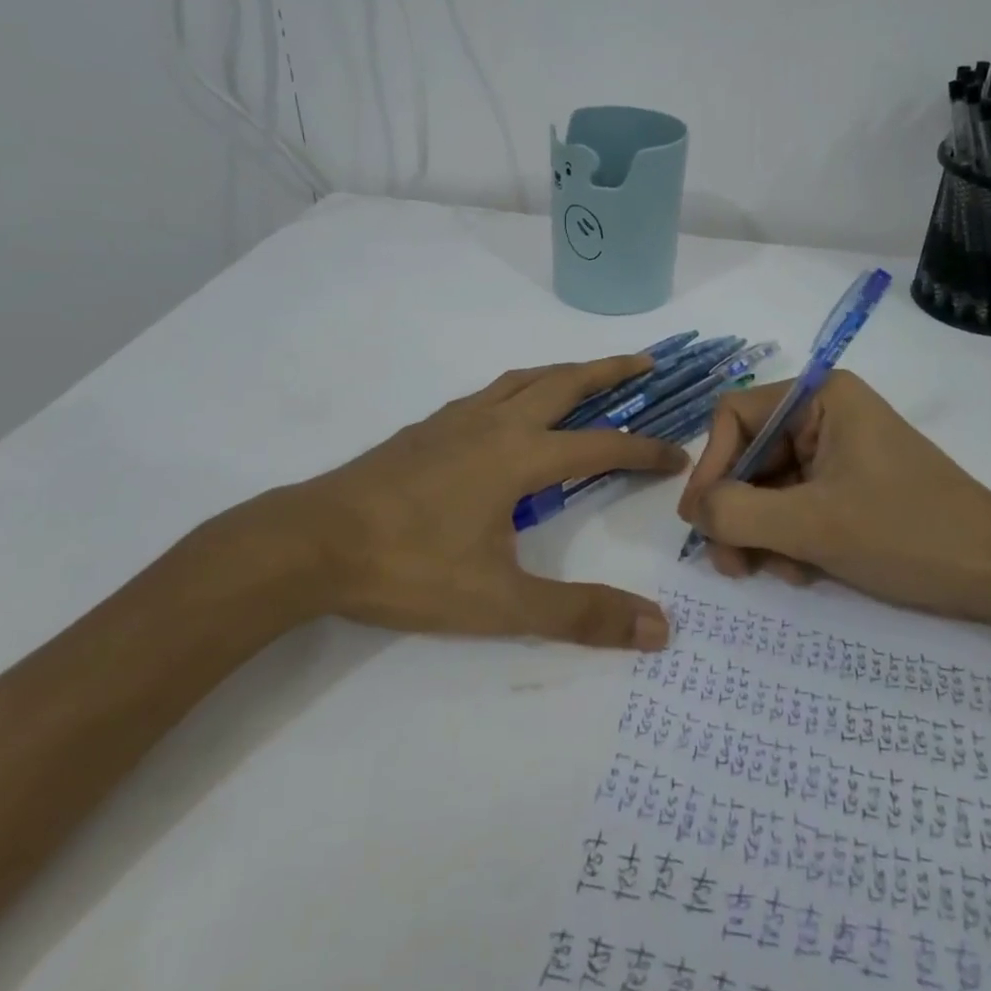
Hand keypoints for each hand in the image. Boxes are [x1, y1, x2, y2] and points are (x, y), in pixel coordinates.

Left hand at [216, 355, 687, 650]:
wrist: (312, 543)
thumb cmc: (410, 569)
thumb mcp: (501, 604)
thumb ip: (580, 614)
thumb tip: (659, 629)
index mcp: (519, 456)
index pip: (601, 445)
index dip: (645, 450)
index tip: (678, 456)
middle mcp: (494, 424)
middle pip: (565, 382)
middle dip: (611, 370)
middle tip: (646, 362)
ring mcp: (454, 421)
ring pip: (522, 379)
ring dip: (563, 371)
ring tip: (586, 374)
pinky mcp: (425, 429)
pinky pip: (488, 393)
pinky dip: (518, 387)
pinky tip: (508, 410)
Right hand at [676, 371, 990, 623]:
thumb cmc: (908, 534)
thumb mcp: (812, 525)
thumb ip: (736, 513)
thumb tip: (692, 510)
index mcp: (821, 397)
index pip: (734, 416)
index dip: (711, 466)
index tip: (700, 521)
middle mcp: (825, 414)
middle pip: (750, 455)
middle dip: (737, 511)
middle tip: (729, 564)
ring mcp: (839, 450)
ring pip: (769, 486)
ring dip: (761, 532)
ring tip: (772, 574)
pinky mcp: (850, 484)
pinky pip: (796, 503)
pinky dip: (788, 538)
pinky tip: (801, 571)